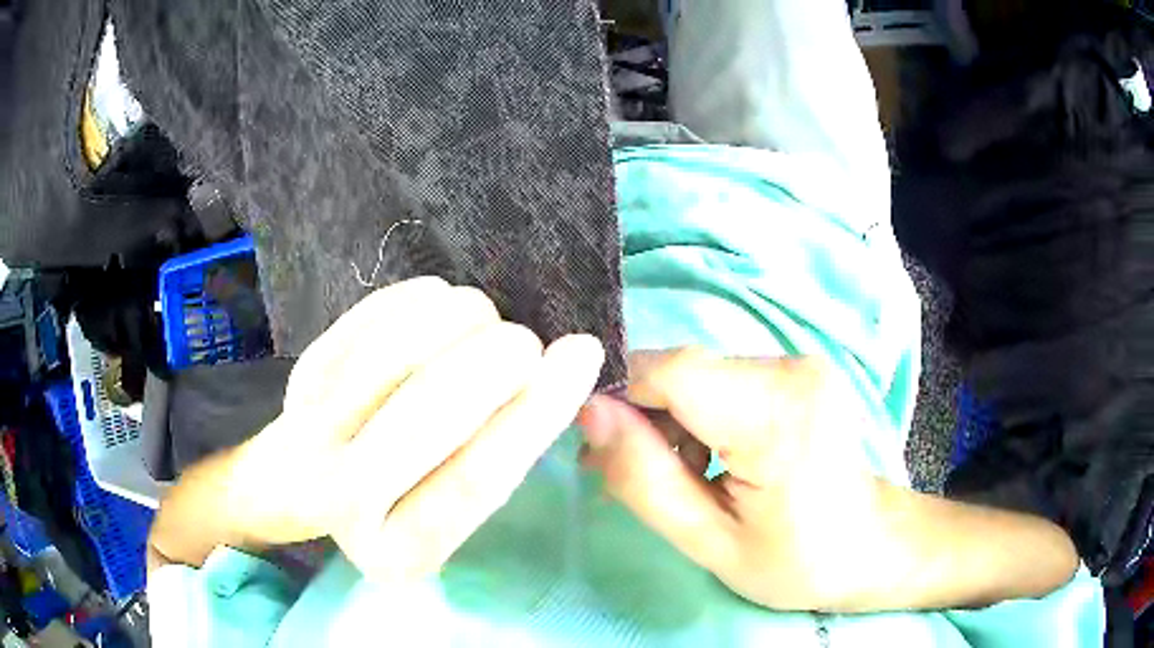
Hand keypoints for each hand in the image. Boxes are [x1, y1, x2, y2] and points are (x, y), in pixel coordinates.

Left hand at [151, 277, 604, 580]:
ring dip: (463, 318)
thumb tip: (562, 369)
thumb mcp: (448, 513)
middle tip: (526, 343)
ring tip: (479, 324)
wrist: (299, 482)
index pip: (480, 479)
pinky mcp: (302, 373)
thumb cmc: (390, 503)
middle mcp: (346, 503)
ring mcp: (313, 430)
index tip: (582, 352)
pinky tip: (436, 309)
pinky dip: (423, 298)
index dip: (539, 410)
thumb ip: (498, 459)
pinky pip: (376, 311)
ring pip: (400, 346)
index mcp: (400, 553)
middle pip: (433, 408)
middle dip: (500, 356)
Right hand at [579, 348, 1077, 611]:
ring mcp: (797, 363)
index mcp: (775, 416)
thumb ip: (643, 479)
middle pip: (681, 369)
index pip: (668, 370)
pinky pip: (722, 378)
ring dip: (670, 418)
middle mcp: (789, 368)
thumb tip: (589, 413)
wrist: (871, 545)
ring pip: (697, 372)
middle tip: (629, 474)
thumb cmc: (797, 560)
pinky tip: (708, 457)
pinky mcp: (796, 371)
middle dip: (642, 415)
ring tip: (676, 474)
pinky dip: (699, 413)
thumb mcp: (709, 542)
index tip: (600, 448)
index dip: (620, 398)